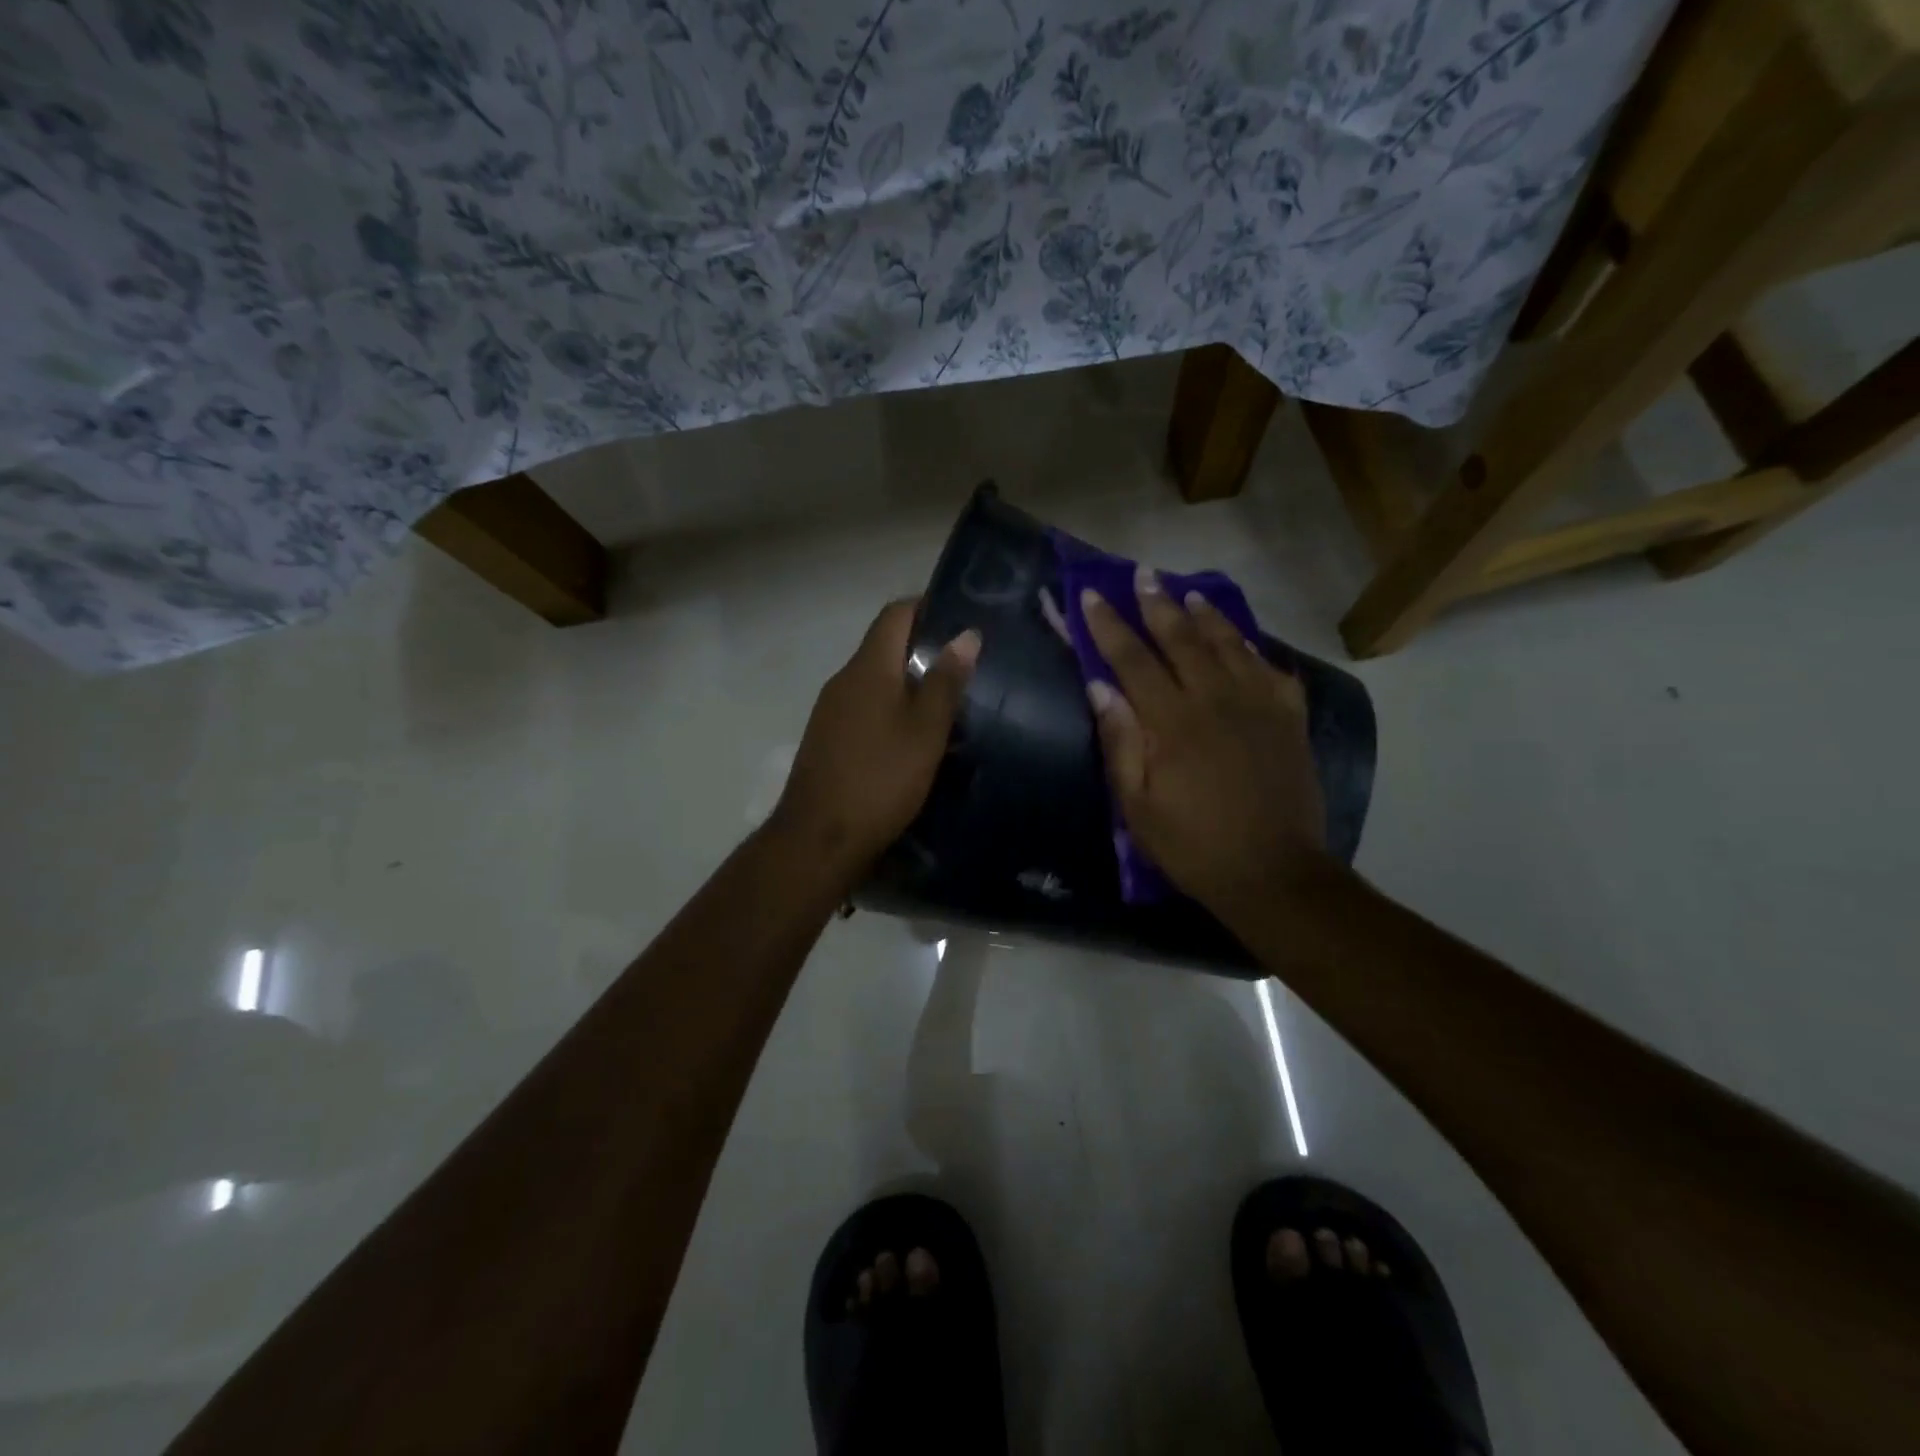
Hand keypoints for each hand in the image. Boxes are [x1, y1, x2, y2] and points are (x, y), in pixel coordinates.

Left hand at [772, 599, 979, 881]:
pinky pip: (865, 708)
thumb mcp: (926, 730)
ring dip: (910, 684)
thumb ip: (946, 681)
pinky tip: (916, 738)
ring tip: (950, 704)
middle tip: (967, 667)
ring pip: (876, 681)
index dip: (928, 607)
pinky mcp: (828, 739)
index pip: (895, 614)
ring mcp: (831, 711)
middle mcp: (844, 680)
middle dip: (925, 649)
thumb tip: (966, 634)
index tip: (962, 619)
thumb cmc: (881, 778)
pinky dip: (892, 710)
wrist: (820, 838)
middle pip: (885, 646)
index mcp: (867, 667)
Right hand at [1081, 567, 1328, 922]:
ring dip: (1206, 615)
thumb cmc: (1194, 845)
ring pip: (1230, 645)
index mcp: (1174, 722)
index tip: (1091, 596)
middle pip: (1183, 640)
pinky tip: (1245, 642)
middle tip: (1143, 574)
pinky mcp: (1290, 720)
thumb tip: (1100, 688)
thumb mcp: (1138, 806)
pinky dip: (1254, 649)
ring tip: (1189, 593)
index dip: (1109, 626)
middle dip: (1157, 605)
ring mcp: (1260, 706)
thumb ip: (1120, 742)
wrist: (1274, 873)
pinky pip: (1272, 670)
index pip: (1133, 660)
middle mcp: (1217, 700)